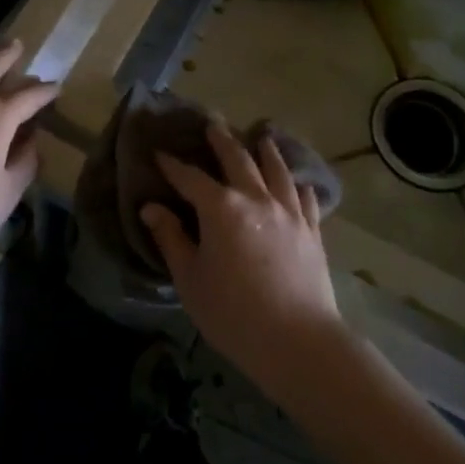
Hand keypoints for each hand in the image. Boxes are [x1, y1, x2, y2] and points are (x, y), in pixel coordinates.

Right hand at [138, 124, 345, 392]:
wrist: (297, 340)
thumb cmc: (233, 313)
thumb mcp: (190, 279)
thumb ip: (172, 239)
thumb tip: (152, 208)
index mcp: (221, 208)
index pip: (191, 178)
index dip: (173, 165)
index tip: (159, 153)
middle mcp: (256, 199)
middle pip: (238, 160)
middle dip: (222, 140)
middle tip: (213, 123)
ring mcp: (289, 213)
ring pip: (277, 171)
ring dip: (267, 151)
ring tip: (263, 137)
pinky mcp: (312, 231)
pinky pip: (306, 198)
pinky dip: (298, 185)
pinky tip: (298, 183)